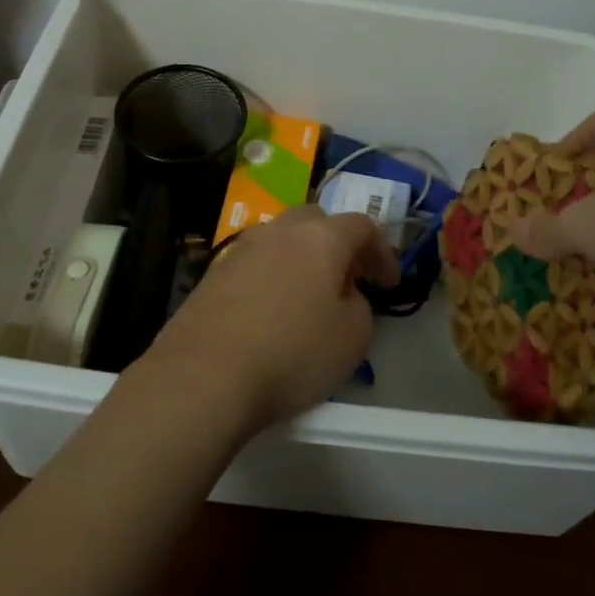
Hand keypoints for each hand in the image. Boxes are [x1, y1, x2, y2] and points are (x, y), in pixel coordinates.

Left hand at [145, 205, 399, 433]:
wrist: (205, 374)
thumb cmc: (291, 353)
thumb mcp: (352, 338)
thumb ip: (360, 305)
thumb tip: (344, 294)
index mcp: (322, 237)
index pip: (362, 227)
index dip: (381, 252)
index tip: (389, 283)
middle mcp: (281, 229)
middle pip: (317, 221)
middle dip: (338, 244)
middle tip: (349, 278)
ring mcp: (243, 246)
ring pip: (283, 238)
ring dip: (303, 257)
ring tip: (310, 294)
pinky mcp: (215, 270)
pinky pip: (257, 262)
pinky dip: (273, 275)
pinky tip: (273, 308)